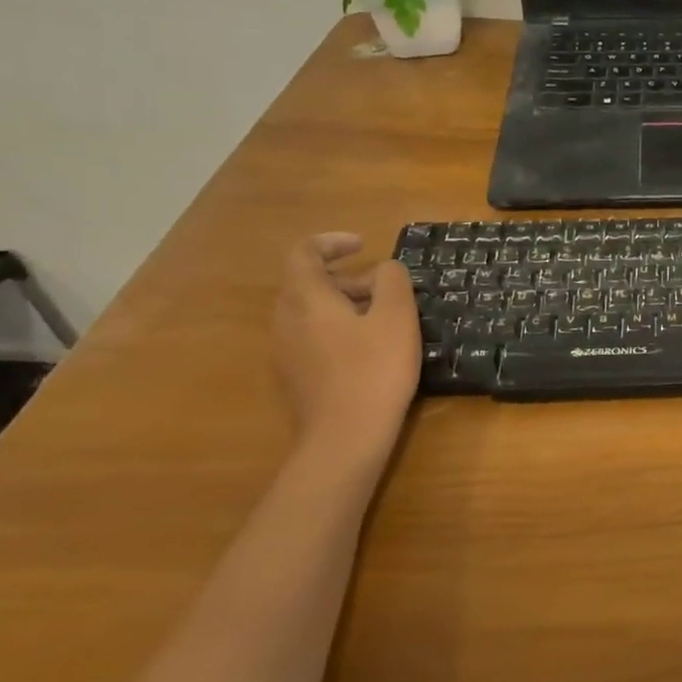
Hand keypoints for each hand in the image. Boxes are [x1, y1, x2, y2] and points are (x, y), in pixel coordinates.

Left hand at [272, 233, 421, 467]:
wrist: (345, 439)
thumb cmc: (375, 370)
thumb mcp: (397, 317)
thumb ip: (392, 281)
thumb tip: (384, 270)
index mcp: (306, 299)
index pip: (303, 253)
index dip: (331, 242)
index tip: (363, 245)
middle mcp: (285, 320)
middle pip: (305, 282)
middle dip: (344, 276)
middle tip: (383, 288)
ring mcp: (285, 352)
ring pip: (308, 312)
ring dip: (342, 304)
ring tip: (381, 319)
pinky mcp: (294, 377)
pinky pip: (310, 337)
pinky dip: (336, 328)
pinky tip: (367, 350)